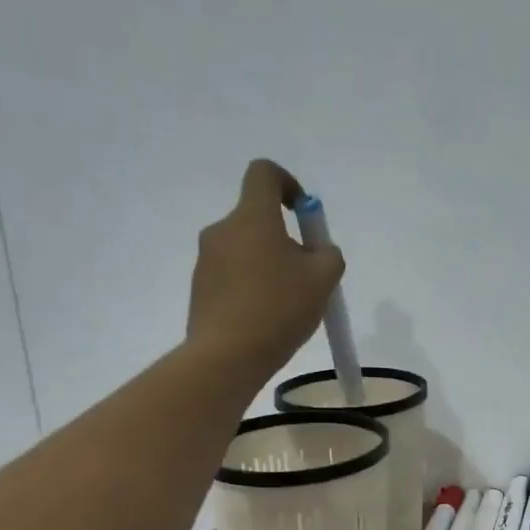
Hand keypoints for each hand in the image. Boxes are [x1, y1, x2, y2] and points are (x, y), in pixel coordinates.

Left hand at [188, 159, 345, 377]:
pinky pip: (233, 274)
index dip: (288, 183)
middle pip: (258, 218)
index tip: (303, 213)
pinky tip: (267, 317)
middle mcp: (223, 230)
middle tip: (308, 275)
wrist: (227, 355)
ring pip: (247, 249)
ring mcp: (207, 259)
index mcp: (252, 218)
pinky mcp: (201, 287)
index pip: (263, 174)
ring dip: (269, 264)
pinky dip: (253, 285)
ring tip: (289, 303)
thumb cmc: (279, 308)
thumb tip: (319, 250)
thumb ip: (328, 254)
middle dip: (286, 239)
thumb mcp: (324, 279)